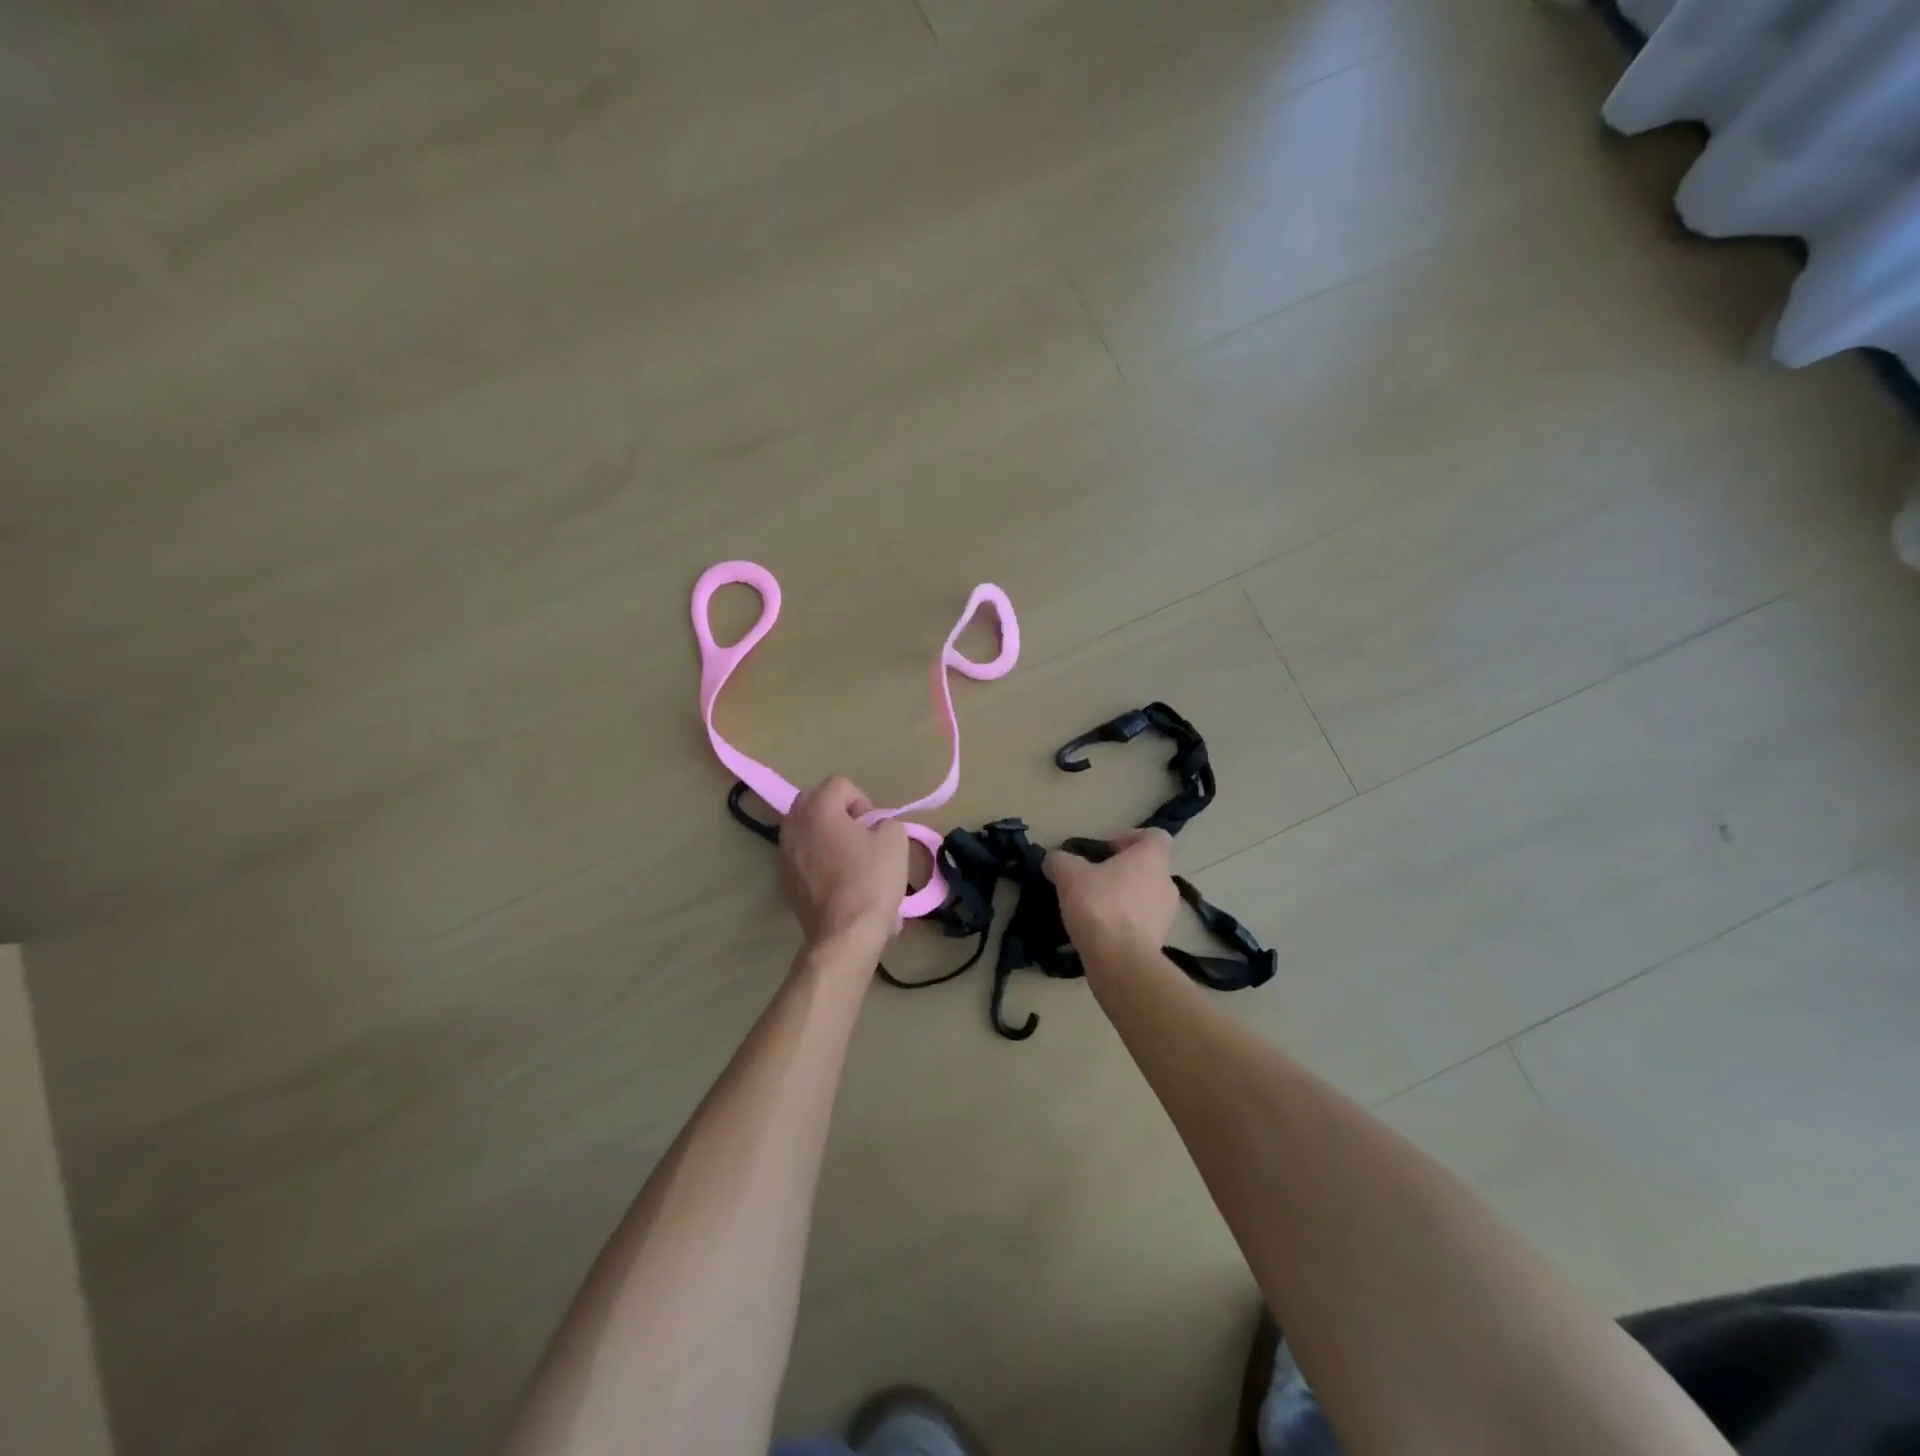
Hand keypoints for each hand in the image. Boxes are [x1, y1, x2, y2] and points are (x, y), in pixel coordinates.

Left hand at [779, 776, 908, 950]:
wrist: (844, 933)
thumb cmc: (871, 881)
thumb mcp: (895, 841)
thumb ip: (886, 822)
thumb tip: (876, 828)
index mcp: (819, 809)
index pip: (839, 784)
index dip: (863, 801)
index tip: (873, 827)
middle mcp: (794, 824)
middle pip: (815, 801)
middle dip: (839, 812)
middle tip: (861, 836)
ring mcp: (784, 852)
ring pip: (805, 828)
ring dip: (826, 834)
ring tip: (849, 859)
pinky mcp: (783, 877)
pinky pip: (801, 853)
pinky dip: (817, 856)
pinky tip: (837, 879)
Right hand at [1043, 828, 1177, 955]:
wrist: (1120, 962)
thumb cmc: (1100, 906)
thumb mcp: (1069, 876)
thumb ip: (1060, 861)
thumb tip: (1054, 859)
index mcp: (1151, 859)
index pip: (1155, 836)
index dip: (1131, 837)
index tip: (1107, 850)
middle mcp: (1166, 883)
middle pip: (1148, 867)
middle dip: (1122, 871)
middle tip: (1094, 879)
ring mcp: (1167, 914)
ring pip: (1145, 895)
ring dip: (1124, 897)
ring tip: (1094, 907)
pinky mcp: (1160, 940)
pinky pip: (1142, 922)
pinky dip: (1125, 922)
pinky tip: (1100, 930)